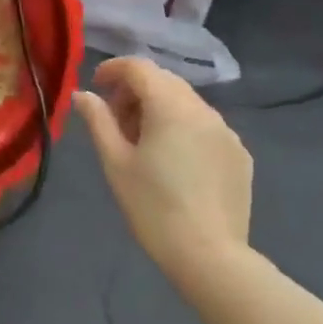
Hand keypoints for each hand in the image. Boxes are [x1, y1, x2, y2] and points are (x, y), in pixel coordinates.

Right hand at [74, 57, 252, 276]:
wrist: (209, 256)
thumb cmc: (152, 207)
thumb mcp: (115, 162)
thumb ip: (98, 120)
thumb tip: (83, 95)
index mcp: (170, 106)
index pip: (139, 67)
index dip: (114, 69)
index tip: (96, 86)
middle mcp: (203, 110)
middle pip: (164, 81)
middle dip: (135, 90)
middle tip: (115, 120)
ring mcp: (227, 132)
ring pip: (186, 103)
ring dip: (159, 109)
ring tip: (142, 143)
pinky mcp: (240, 154)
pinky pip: (205, 126)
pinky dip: (183, 128)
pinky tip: (173, 161)